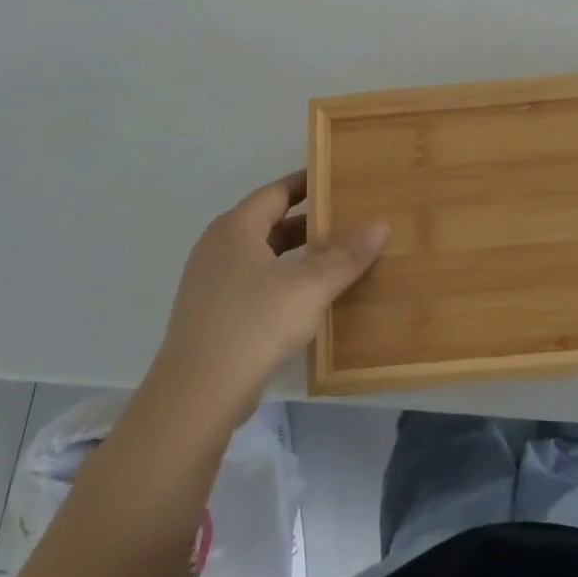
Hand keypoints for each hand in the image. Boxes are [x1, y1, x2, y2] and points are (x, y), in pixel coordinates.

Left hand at [151, 171, 387, 418]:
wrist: (196, 395)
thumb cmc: (254, 325)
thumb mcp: (309, 287)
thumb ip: (346, 256)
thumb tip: (380, 224)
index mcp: (236, 227)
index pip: (277, 191)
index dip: (308, 184)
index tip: (339, 181)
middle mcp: (218, 246)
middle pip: (269, 222)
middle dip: (308, 222)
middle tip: (348, 221)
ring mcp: (210, 282)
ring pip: (261, 256)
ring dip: (296, 254)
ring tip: (335, 258)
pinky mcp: (210, 314)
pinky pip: (253, 283)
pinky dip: (281, 280)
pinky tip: (307, 298)